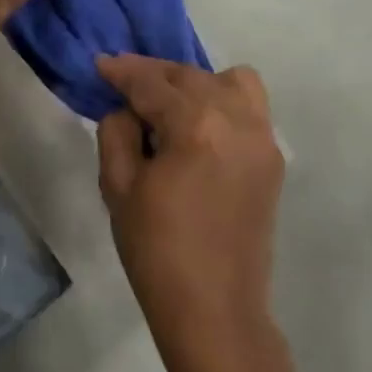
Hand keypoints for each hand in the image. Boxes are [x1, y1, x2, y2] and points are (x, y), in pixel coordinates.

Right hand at [96, 55, 285, 371]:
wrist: (214, 308)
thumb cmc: (156, 250)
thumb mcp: (118, 187)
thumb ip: (116, 132)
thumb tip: (126, 109)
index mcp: (196, 125)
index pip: (152, 83)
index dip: (122, 71)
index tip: (100, 64)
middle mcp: (238, 119)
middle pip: (191, 75)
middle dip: (155, 74)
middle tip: (124, 84)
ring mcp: (262, 139)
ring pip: (231, 82)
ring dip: (195, 83)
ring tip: (168, 106)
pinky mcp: (272, 159)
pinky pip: (249, 108)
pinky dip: (222, 103)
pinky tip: (197, 129)